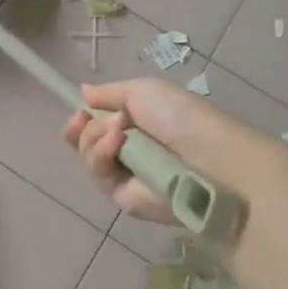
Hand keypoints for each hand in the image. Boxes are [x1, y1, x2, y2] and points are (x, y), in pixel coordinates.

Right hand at [61, 78, 276, 222]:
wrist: (208, 158)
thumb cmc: (180, 117)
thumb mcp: (143, 91)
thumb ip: (108, 93)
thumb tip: (83, 91)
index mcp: (133, 125)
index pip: (94, 124)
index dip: (81, 118)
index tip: (79, 111)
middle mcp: (126, 150)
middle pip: (84, 142)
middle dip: (82, 128)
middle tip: (86, 119)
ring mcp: (124, 175)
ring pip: (87, 157)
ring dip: (94, 138)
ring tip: (118, 131)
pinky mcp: (123, 197)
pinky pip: (98, 176)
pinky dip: (101, 155)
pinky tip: (117, 143)